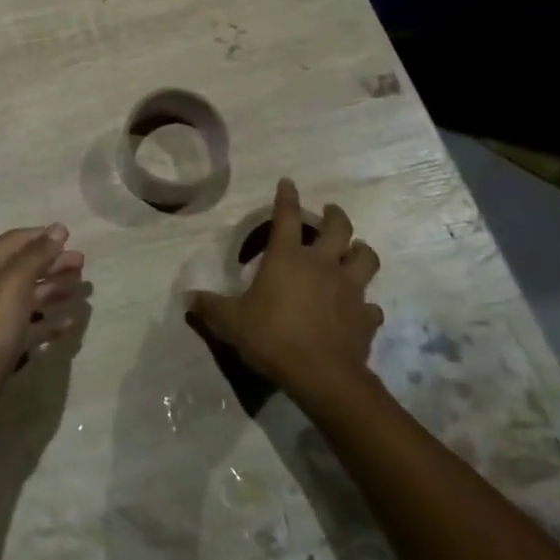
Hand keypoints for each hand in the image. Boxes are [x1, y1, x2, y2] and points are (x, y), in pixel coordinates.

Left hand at [0, 225, 85, 430]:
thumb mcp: (13, 283)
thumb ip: (36, 255)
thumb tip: (58, 228)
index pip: (15, 241)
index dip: (41, 236)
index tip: (70, 236)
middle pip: (25, 267)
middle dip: (53, 262)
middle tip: (82, 263)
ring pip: (30, 296)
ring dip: (55, 289)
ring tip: (82, 288)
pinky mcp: (5, 343)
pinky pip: (31, 325)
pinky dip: (49, 322)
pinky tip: (69, 323)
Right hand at [186, 179, 381, 400]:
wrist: (322, 376)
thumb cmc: (272, 337)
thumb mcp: (231, 322)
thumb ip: (210, 307)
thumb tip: (187, 297)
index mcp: (287, 258)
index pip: (286, 217)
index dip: (287, 197)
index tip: (288, 183)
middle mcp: (322, 265)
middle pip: (338, 228)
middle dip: (335, 215)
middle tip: (330, 212)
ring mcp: (349, 290)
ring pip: (366, 258)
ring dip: (361, 251)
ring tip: (354, 251)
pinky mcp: (366, 317)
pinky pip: (371, 305)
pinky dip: (366, 305)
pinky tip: (359, 310)